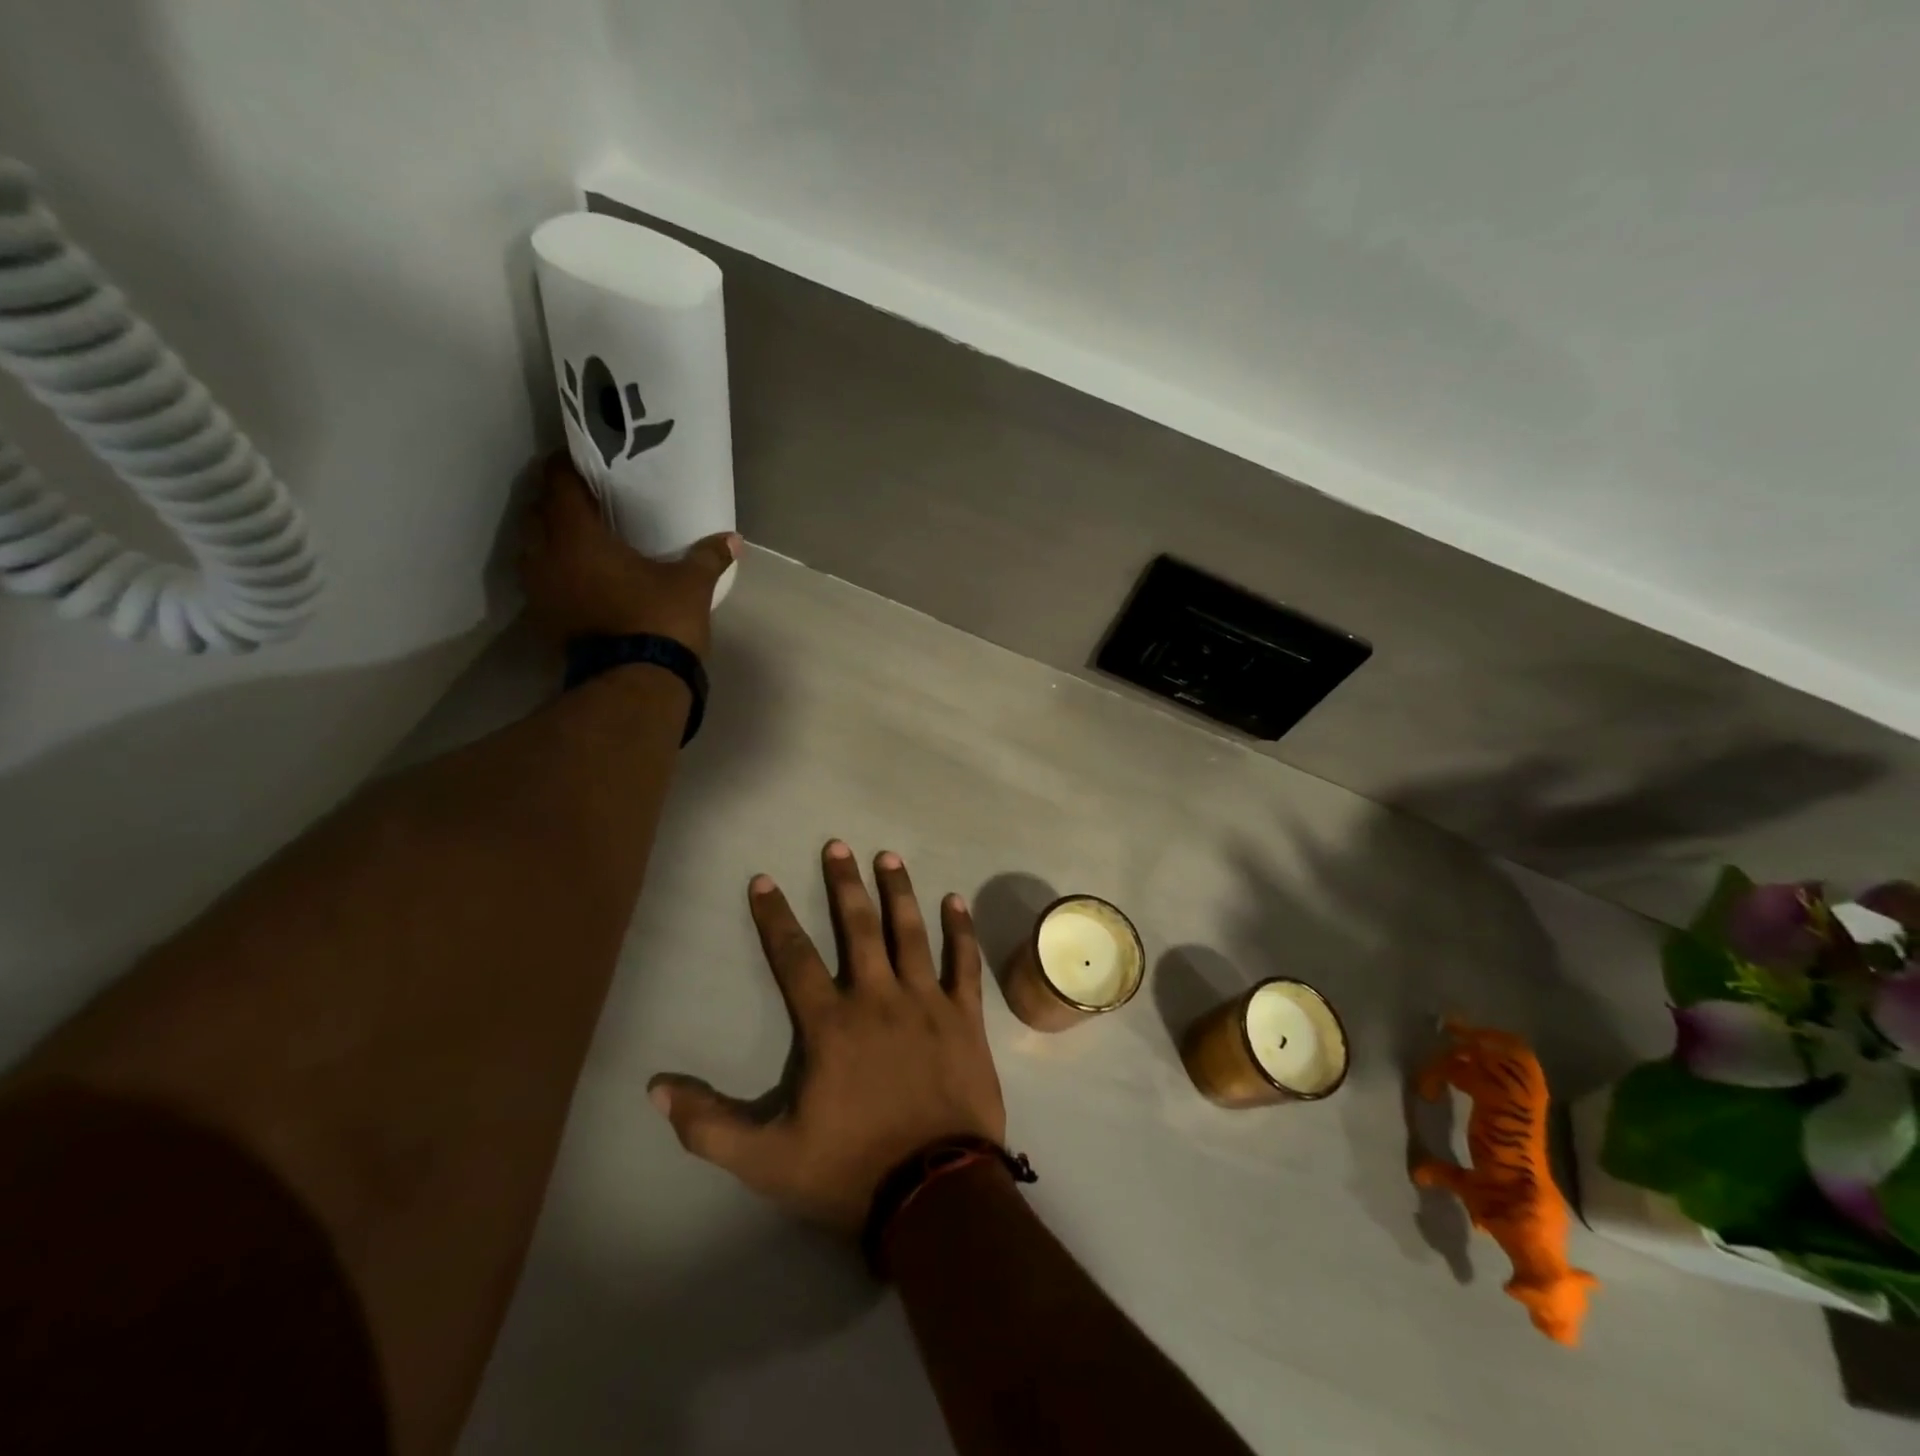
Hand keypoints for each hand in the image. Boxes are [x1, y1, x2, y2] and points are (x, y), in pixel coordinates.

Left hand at [518, 455, 739, 656]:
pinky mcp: (546, 620)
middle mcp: (547, 556)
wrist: (635, 685)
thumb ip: (708, 557)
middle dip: (557, 502)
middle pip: (538, 512)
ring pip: (532, 548)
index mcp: (577, 536)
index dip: (568, 465)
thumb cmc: (659, 621)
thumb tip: (734, 540)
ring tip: (580, 537)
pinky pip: (542, 581)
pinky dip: (556, 571)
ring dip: (551, 538)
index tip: (585, 459)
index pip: (559, 483)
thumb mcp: (691, 585)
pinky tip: (580, 576)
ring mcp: (541, 591)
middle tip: (586, 498)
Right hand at [650, 842, 1006, 1233]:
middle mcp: (878, 998)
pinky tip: (954, 901)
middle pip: (858, 927)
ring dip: (898, 892)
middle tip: (837, 844)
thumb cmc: (851, 1171)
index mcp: (831, 1024)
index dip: (774, 917)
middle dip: (844, 884)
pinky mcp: (965, 1018)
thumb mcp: (767, 1160)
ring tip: (888, 856)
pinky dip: (960, 930)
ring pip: (910, 933)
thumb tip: (655, 1090)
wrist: (935, 1193)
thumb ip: (710, 1125)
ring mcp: (926, 1003)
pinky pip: (964, 963)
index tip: (763, 880)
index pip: (793, 957)